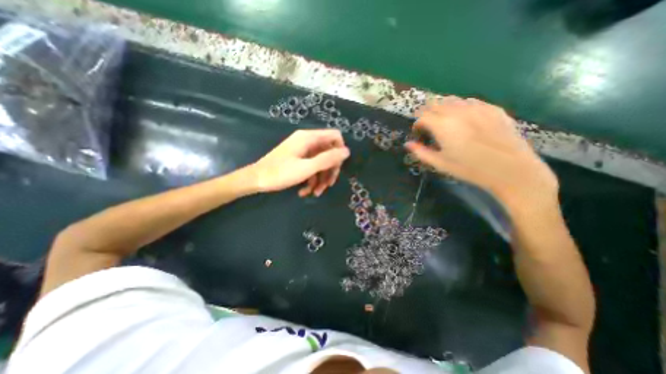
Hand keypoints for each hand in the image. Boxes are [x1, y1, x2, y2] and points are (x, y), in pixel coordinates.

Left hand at [249, 128, 349, 195]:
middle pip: (329, 152)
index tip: (338, 167)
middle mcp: (307, 141)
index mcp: (309, 138)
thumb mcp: (307, 168)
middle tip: (328, 186)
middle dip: (330, 170)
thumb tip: (347, 151)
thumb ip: (328, 159)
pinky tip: (305, 191)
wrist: (256, 180)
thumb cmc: (280, 173)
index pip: (335, 136)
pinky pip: (312, 167)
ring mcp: (303, 151)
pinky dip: (311, 179)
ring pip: (321, 162)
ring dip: (321, 178)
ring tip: (315, 193)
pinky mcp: (298, 160)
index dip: (340, 151)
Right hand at [403, 97, 557, 216]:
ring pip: (452, 100)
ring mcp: (477, 107)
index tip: (418, 132)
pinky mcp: (492, 108)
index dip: (417, 123)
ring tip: (445, 122)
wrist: (510, 169)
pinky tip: (465, 120)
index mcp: (443, 125)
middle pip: (435, 103)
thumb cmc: (470, 169)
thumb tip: (408, 144)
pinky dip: (461, 108)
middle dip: (428, 113)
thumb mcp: (440, 163)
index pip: (422, 115)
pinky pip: (470, 102)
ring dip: (443, 108)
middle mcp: (458, 111)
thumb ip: (421, 152)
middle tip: (429, 126)